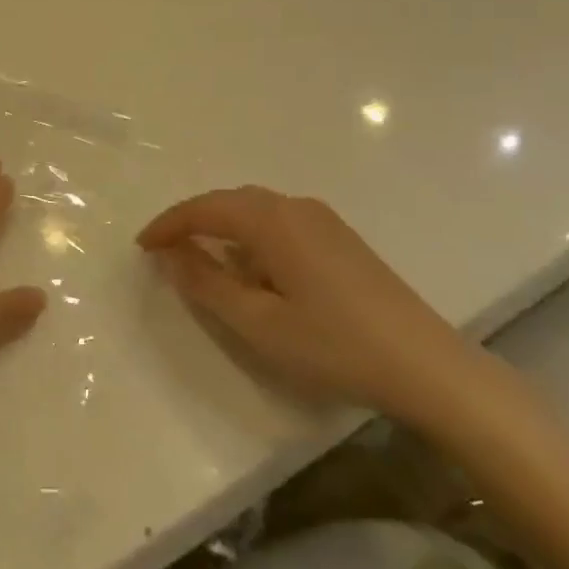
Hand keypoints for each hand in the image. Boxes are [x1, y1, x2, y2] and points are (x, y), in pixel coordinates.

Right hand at [137, 187, 481, 425]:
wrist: (427, 366)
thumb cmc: (334, 345)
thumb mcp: (258, 323)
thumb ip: (206, 284)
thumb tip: (169, 255)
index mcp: (271, 220)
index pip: (204, 208)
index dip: (168, 225)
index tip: (141, 246)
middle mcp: (295, 207)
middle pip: (230, 202)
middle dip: (193, 222)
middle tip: (165, 251)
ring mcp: (323, 220)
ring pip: (256, 210)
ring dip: (223, 228)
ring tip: (202, 259)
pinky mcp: (340, 238)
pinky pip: (279, 222)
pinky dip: (251, 237)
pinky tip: (253, 269)